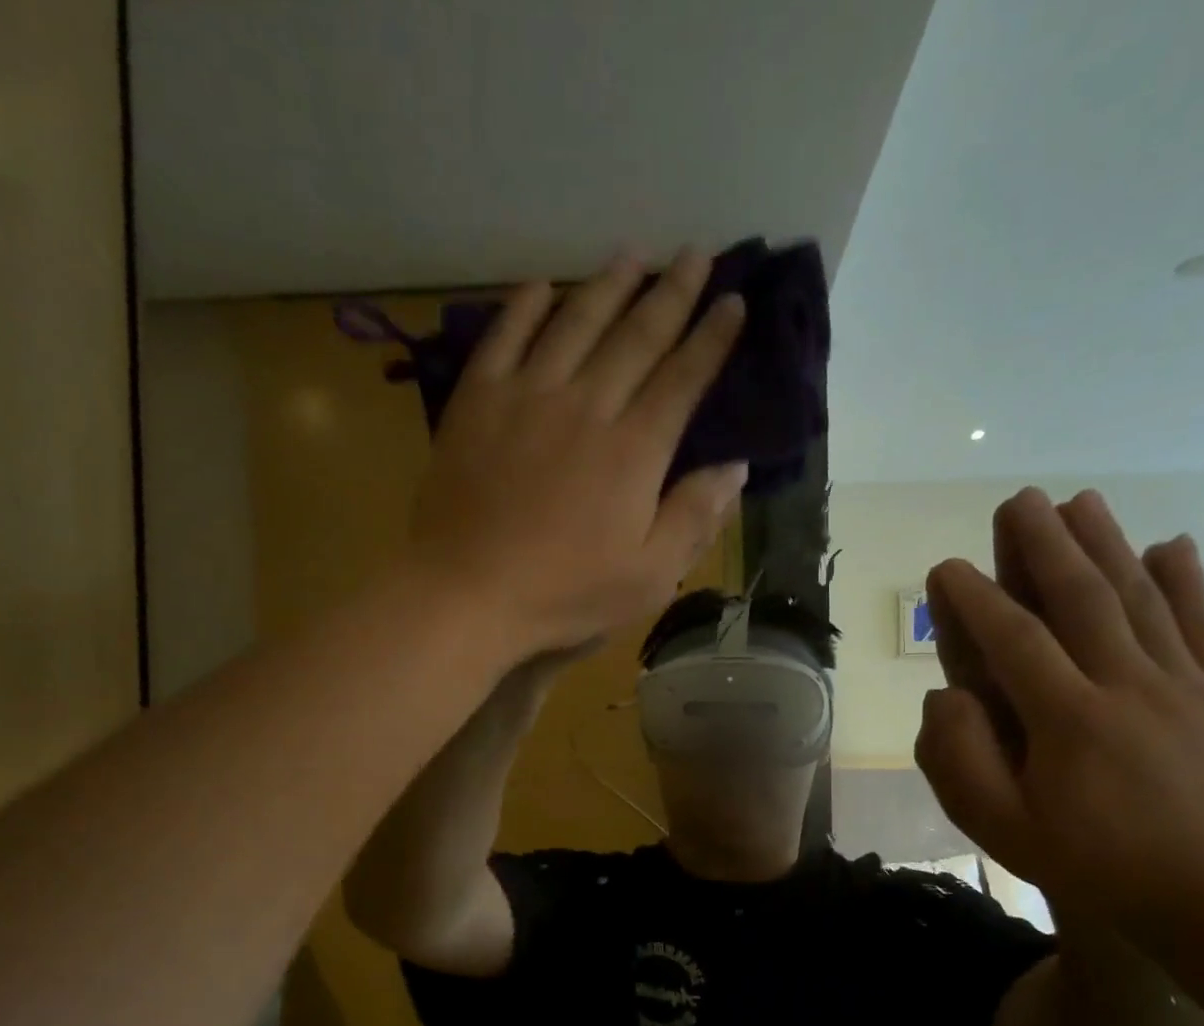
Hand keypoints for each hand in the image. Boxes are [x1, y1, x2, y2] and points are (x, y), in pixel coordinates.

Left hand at [409, 250, 748, 663]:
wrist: (467, 592)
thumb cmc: (565, 594)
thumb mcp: (649, 576)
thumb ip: (694, 518)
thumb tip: (736, 468)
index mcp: (634, 451)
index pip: (683, 379)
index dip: (712, 338)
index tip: (734, 301)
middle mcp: (587, 407)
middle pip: (636, 337)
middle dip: (671, 293)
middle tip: (693, 254)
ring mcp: (527, 397)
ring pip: (575, 324)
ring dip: (607, 285)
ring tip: (632, 254)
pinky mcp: (477, 402)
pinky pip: (504, 337)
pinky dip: (525, 307)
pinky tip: (542, 286)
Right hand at [914, 488, 1203, 934]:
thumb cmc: (1090, 862)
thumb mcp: (1001, 828)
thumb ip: (960, 760)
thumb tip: (946, 695)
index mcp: (1070, 722)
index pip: (1015, 642)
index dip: (976, 600)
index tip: (947, 568)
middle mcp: (1128, 687)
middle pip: (1083, 600)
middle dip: (1046, 545)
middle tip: (1019, 501)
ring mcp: (1182, 686)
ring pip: (1140, 600)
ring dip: (1107, 544)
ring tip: (1081, 501)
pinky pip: (1202, 627)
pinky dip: (1186, 582)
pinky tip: (1171, 544)